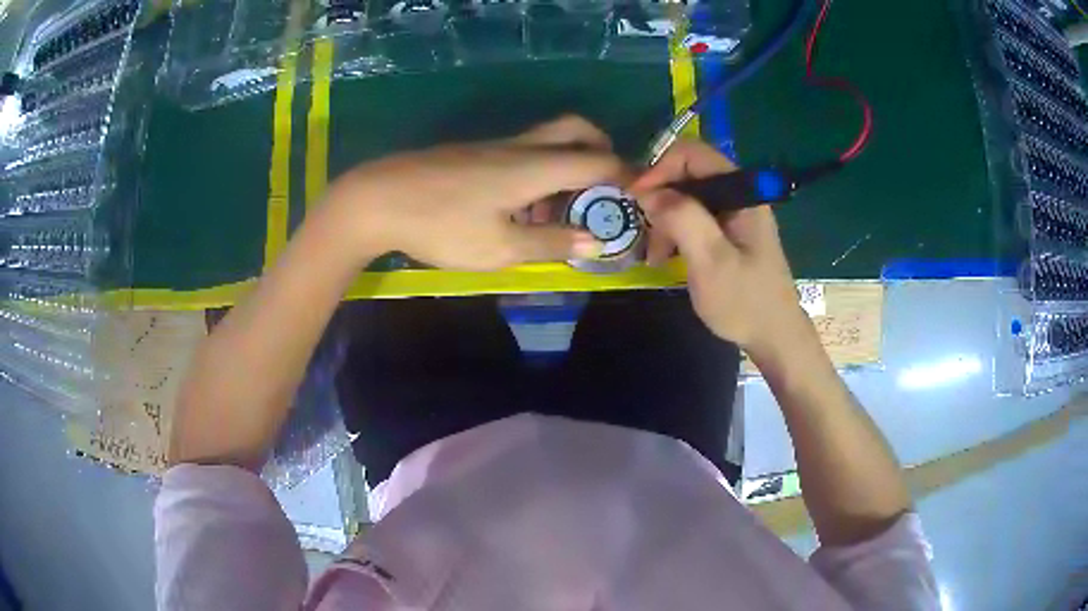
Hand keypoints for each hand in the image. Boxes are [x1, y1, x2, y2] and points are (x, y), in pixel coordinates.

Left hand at [323, 116, 620, 270]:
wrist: (378, 199)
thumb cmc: (441, 226)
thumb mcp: (499, 248)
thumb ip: (550, 244)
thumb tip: (597, 240)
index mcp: (535, 167)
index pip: (597, 161)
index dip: (625, 177)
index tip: (637, 198)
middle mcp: (521, 148)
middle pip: (576, 130)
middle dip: (602, 151)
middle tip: (604, 187)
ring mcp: (495, 147)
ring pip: (549, 141)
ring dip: (569, 165)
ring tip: (560, 212)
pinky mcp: (475, 153)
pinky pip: (523, 152)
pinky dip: (540, 170)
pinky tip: (521, 207)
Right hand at [630, 139, 808, 359]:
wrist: (774, 338)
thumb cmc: (745, 302)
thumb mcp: (711, 261)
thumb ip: (683, 218)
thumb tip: (649, 192)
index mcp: (742, 193)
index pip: (693, 154)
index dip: (660, 168)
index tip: (637, 198)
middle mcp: (739, 195)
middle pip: (688, 174)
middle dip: (660, 198)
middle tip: (644, 232)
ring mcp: (735, 214)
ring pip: (687, 198)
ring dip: (665, 220)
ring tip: (654, 255)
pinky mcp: (729, 233)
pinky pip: (694, 218)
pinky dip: (675, 232)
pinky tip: (667, 257)